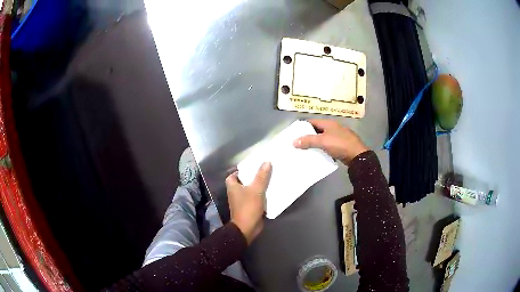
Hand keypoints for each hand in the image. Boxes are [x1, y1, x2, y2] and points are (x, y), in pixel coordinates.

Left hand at [225, 162, 271, 243]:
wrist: (247, 228)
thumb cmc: (248, 207)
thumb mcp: (256, 190)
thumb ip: (261, 176)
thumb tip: (267, 162)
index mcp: (233, 187)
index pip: (233, 175)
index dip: (240, 171)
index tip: (251, 167)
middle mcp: (235, 193)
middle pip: (243, 182)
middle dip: (252, 177)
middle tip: (263, 171)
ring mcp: (242, 202)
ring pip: (250, 190)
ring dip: (258, 186)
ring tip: (269, 179)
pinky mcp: (249, 208)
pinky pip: (255, 198)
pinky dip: (261, 195)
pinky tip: (270, 192)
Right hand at [293, 119, 368, 164]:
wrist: (357, 156)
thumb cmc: (340, 145)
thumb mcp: (323, 141)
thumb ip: (308, 141)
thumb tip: (294, 141)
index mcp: (329, 123)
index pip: (312, 122)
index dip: (303, 126)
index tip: (294, 132)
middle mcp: (334, 128)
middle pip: (317, 130)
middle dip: (308, 136)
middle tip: (298, 142)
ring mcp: (339, 136)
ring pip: (323, 138)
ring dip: (315, 143)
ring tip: (305, 149)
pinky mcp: (341, 145)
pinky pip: (328, 145)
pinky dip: (322, 149)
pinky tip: (317, 154)